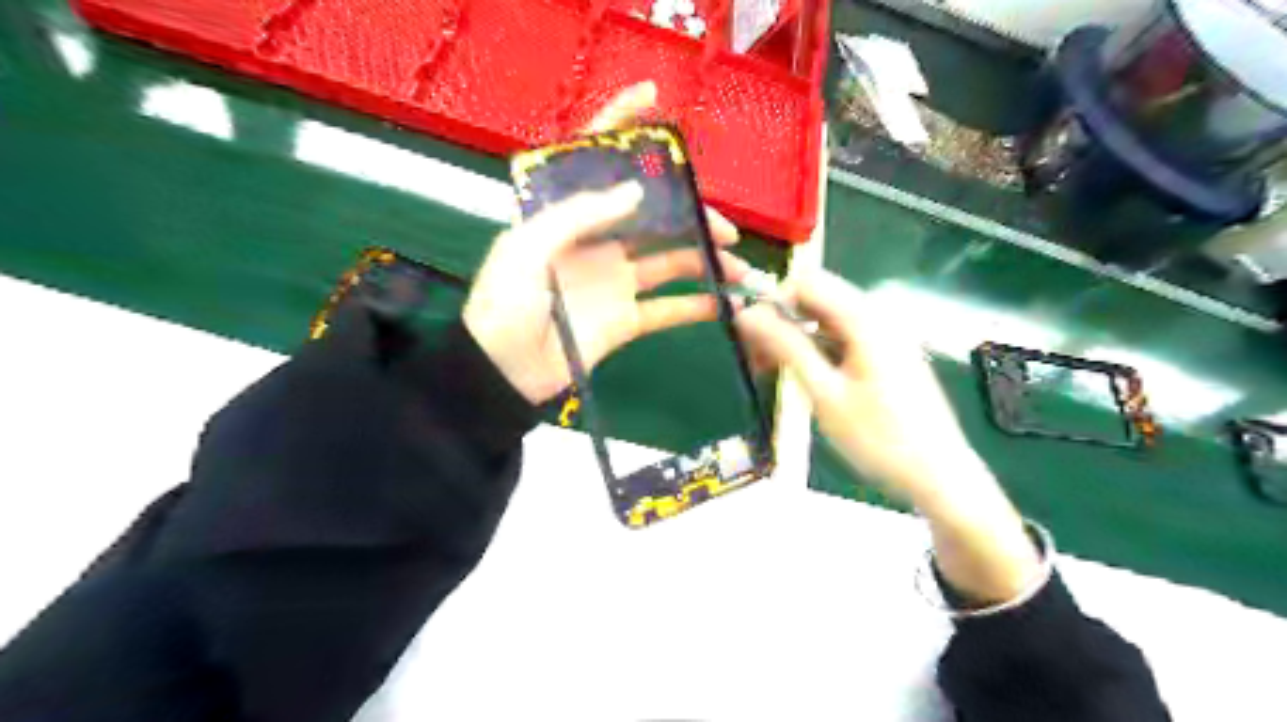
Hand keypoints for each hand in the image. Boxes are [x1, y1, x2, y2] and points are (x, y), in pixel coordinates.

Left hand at [466, 85, 750, 404]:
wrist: (502, 373)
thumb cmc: (505, 303)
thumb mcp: (528, 248)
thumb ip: (578, 214)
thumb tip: (636, 189)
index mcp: (566, 215)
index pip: (594, 160)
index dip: (620, 126)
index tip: (654, 101)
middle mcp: (597, 242)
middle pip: (653, 216)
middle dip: (692, 215)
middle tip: (725, 227)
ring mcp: (615, 281)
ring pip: (670, 261)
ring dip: (705, 260)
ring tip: (737, 267)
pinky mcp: (626, 320)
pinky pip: (667, 309)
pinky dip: (697, 307)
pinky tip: (726, 304)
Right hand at [735, 269, 975, 504]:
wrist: (939, 477)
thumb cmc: (879, 437)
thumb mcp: (824, 392)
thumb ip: (785, 347)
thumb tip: (746, 313)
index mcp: (864, 318)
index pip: (807, 282)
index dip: (774, 302)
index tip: (752, 337)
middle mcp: (877, 317)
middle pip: (817, 300)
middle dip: (782, 324)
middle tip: (758, 362)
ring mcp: (886, 337)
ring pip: (827, 322)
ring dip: (797, 341)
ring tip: (774, 376)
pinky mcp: (887, 357)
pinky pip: (844, 341)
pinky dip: (819, 353)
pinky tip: (805, 381)